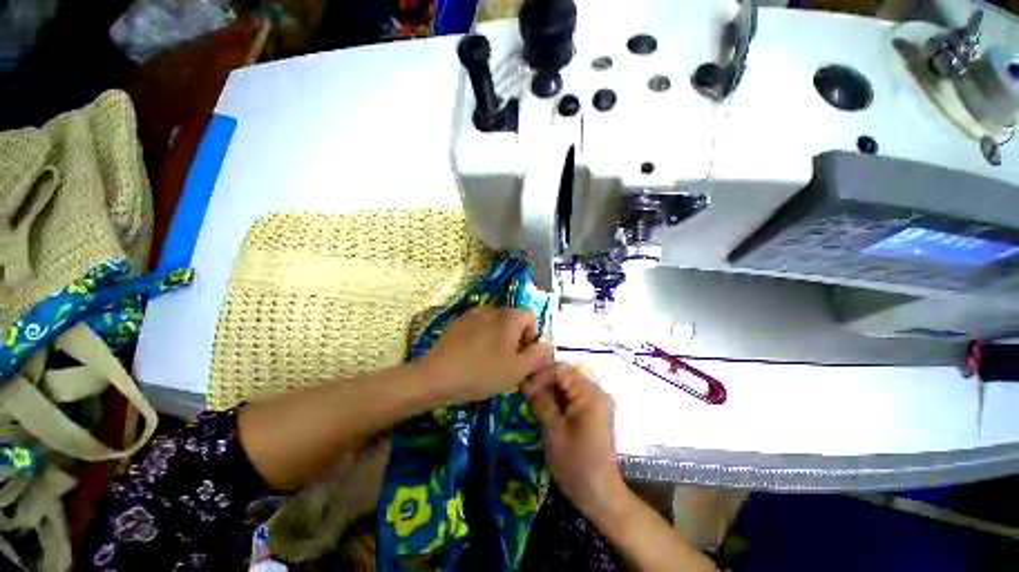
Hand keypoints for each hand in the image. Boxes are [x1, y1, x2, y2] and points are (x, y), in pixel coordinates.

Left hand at [418, 305, 552, 403]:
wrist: (437, 375)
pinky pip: (477, 325)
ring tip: (489, 358)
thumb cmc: (483, 372)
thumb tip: (547, 344)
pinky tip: (472, 354)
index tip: (523, 355)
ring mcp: (472, 313)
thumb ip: (538, 355)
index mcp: (509, 317)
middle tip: (507, 360)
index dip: (532, 335)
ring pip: (495, 322)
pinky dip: (481, 335)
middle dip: (515, 337)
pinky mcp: (457, 321)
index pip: (531, 316)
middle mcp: (493, 308)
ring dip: (498, 336)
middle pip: (513, 318)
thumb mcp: (518, 370)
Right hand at [523, 363, 625, 518]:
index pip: (561, 369)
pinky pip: (574, 397)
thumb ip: (539, 401)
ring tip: (534, 403)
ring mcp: (597, 403)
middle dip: (545, 382)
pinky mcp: (595, 413)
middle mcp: (597, 392)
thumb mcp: (552, 429)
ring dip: (550, 392)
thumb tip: (524, 381)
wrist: (600, 495)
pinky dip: (559, 401)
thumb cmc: (575, 462)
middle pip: (566, 376)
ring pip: (569, 386)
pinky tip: (547, 411)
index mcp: (590, 393)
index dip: (541, 374)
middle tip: (527, 395)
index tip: (525, 387)